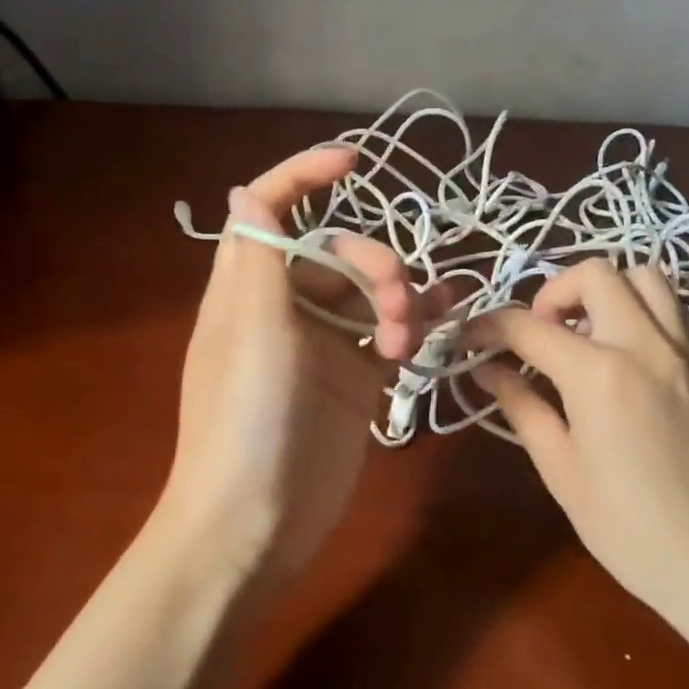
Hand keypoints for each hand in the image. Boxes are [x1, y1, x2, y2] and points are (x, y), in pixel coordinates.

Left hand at [158, 147, 446, 583]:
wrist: (253, 527)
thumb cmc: (243, 424)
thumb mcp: (252, 335)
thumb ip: (258, 261)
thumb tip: (246, 189)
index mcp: (250, 289)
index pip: (272, 211)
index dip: (304, 175)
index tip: (355, 161)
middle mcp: (285, 309)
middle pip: (338, 252)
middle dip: (373, 264)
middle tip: (393, 308)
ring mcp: (322, 347)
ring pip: (370, 294)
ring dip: (399, 300)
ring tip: (406, 341)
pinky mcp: (354, 383)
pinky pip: (390, 336)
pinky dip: (417, 325)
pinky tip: (445, 323)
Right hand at [466, 259, 688, 614]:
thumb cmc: (627, 526)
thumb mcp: (559, 467)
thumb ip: (521, 405)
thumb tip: (486, 370)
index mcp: (598, 373)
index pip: (528, 327)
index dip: (488, 327)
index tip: (470, 338)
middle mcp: (644, 343)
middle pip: (594, 274)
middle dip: (553, 293)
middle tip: (540, 334)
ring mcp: (686, 350)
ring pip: (645, 277)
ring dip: (605, 292)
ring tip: (586, 335)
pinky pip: (674, 308)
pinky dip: (641, 310)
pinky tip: (625, 354)